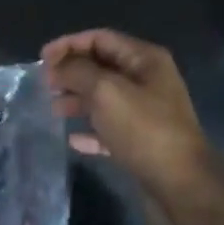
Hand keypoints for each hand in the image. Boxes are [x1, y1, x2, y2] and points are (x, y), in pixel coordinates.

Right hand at [42, 29, 216, 207]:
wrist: (182, 185)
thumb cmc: (144, 130)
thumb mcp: (106, 92)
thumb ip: (78, 72)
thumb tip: (57, 67)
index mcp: (145, 59)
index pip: (101, 38)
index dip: (69, 44)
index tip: (41, 60)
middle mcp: (148, 80)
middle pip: (101, 66)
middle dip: (71, 72)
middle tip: (44, 85)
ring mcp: (146, 112)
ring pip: (104, 98)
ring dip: (77, 99)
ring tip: (53, 109)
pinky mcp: (142, 142)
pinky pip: (110, 129)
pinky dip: (90, 130)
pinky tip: (72, 140)